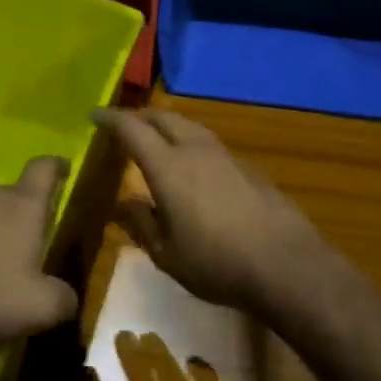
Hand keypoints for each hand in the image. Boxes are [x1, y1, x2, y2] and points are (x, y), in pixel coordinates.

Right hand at [92, 108, 325, 315]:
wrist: (286, 264)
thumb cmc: (217, 263)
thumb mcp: (167, 255)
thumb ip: (141, 223)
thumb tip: (123, 202)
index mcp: (168, 166)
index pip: (132, 129)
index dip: (111, 119)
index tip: (94, 116)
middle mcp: (195, 150)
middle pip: (163, 118)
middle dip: (140, 116)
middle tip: (124, 124)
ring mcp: (225, 155)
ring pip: (190, 126)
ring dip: (168, 125)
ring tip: (157, 137)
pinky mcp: (248, 167)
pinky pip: (209, 143)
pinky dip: (191, 142)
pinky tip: (193, 164)